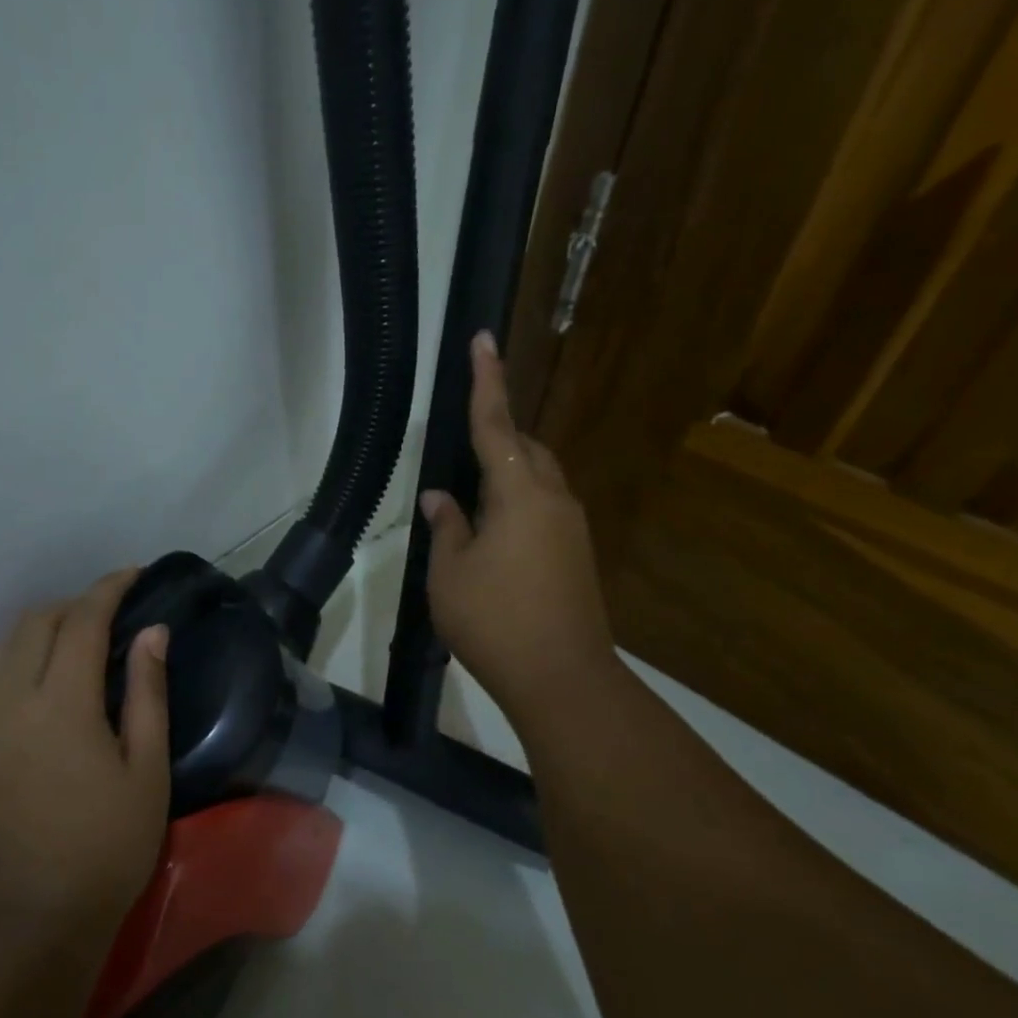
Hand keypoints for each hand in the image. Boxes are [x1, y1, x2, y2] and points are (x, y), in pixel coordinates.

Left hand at [0, 569, 170, 940]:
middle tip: (104, 618)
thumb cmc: (105, 850)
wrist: (26, 924)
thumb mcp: (146, 772)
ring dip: (35, 636)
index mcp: (60, 703)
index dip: (109, 588)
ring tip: (65, 652)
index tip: (131, 575)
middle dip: (72, 607)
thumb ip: (147, 692)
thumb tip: (152, 632)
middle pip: (35, 623)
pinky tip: (26, 694)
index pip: (83, 619)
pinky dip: (5, 670)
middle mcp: (5, 700)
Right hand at [419, 331, 618, 715]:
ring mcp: (571, 529)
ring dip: (507, 475)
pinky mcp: (576, 555)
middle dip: (497, 435)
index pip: (496, 426)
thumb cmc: (494, 620)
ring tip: (469, 498)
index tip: (482, 340)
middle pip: (526, 449)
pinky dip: (517, 505)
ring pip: (538, 480)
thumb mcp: (449, 572)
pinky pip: (543, 510)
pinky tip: (491, 535)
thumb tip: (441, 497)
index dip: (486, 382)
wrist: (562, 677)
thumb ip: (446, 526)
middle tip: (462, 444)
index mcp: (520, 494)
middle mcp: (554, 500)